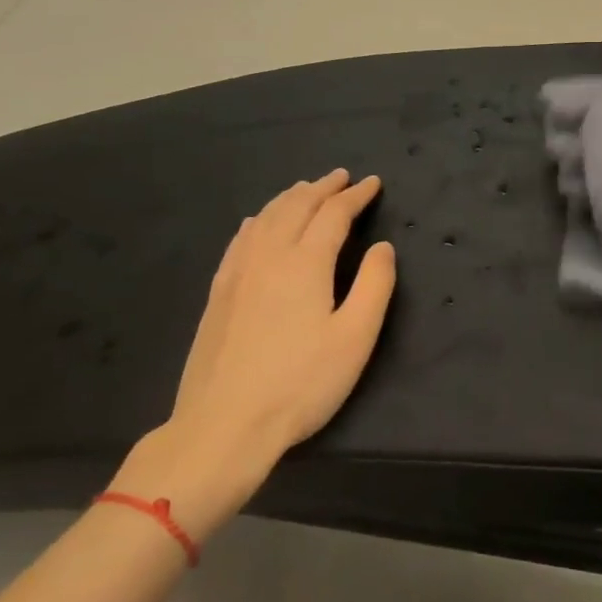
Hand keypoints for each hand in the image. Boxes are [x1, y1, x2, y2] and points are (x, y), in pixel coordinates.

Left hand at [110, 170, 395, 539]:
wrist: (223, 424)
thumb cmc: (300, 384)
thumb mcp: (354, 338)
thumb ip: (374, 285)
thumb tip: (382, 247)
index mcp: (305, 263)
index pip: (334, 214)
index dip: (355, 196)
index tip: (373, 184)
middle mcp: (268, 256)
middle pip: (296, 206)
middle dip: (322, 187)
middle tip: (342, 177)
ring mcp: (237, 273)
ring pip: (265, 217)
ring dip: (290, 197)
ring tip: (306, 189)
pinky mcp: (218, 292)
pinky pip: (240, 238)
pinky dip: (258, 219)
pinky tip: (257, 222)